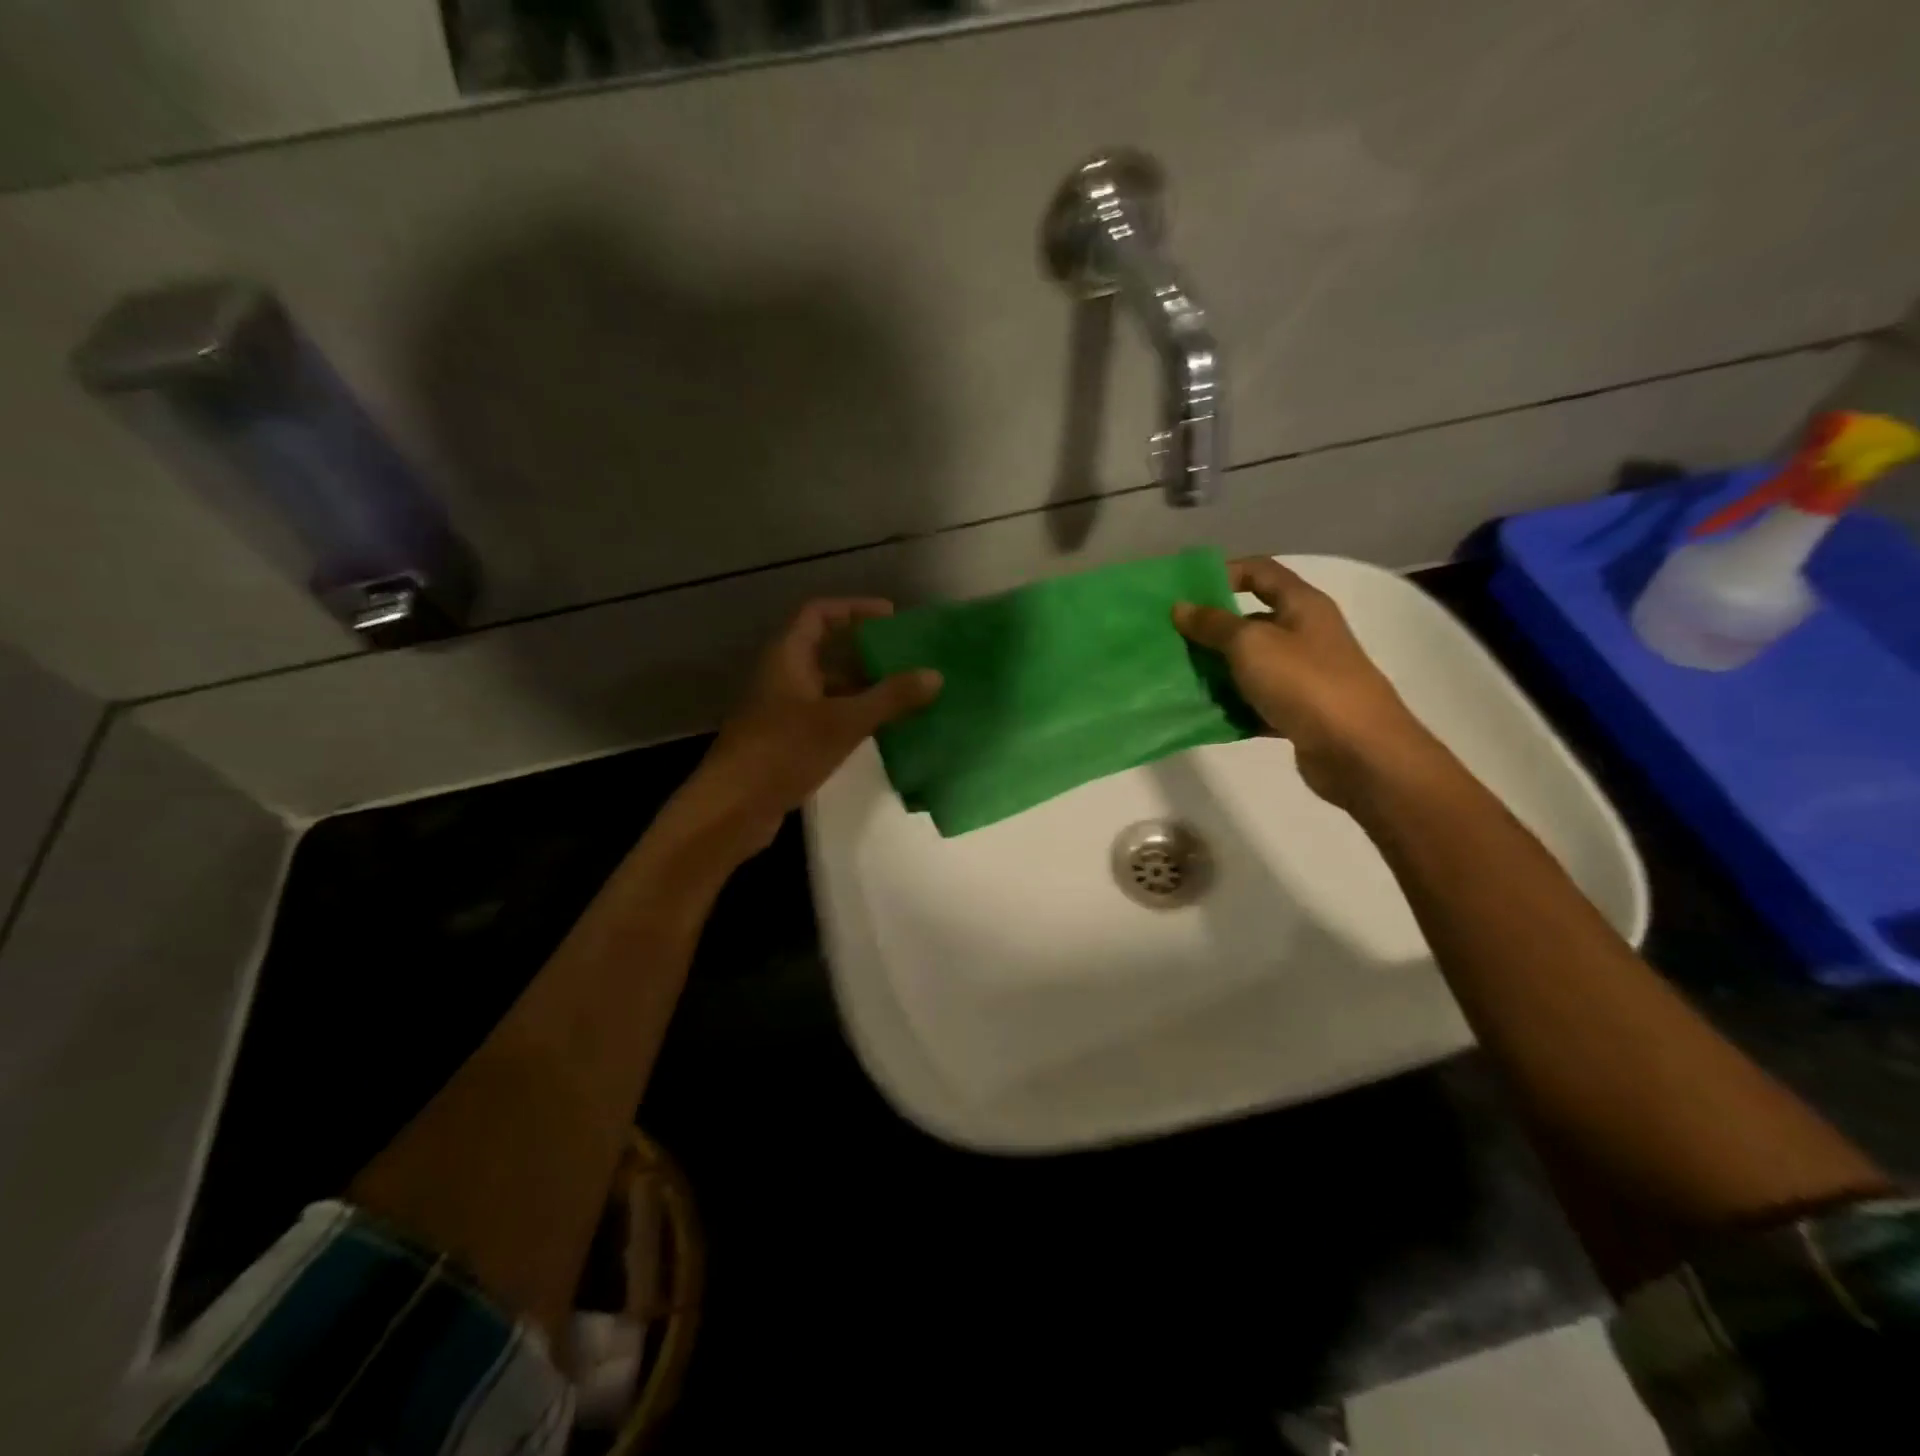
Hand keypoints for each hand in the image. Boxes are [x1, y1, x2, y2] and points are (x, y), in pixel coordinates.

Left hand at [669, 598, 941, 856]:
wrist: (732, 808)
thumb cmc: (783, 751)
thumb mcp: (843, 722)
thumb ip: (889, 698)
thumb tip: (935, 675)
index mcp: (788, 657)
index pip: (820, 614)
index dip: (855, 608)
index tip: (892, 616)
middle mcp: (783, 676)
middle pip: (827, 651)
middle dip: (867, 653)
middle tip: (908, 659)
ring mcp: (783, 710)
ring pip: (829, 688)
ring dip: (863, 689)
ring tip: (906, 695)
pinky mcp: (787, 741)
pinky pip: (826, 717)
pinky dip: (853, 717)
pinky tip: (882, 730)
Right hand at [1173, 557, 1437, 807]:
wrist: (1359, 752)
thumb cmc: (1305, 683)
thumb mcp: (1251, 645)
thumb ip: (1213, 625)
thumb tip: (1180, 607)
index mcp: (1302, 605)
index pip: (1260, 572)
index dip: (1224, 573)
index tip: (1185, 593)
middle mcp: (1305, 634)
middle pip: (1251, 621)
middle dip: (1211, 630)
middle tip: (1171, 641)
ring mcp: (1304, 675)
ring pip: (1250, 665)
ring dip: (1217, 671)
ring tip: (1178, 678)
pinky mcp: (1299, 712)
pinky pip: (1256, 702)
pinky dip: (1233, 706)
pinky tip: (1204, 714)